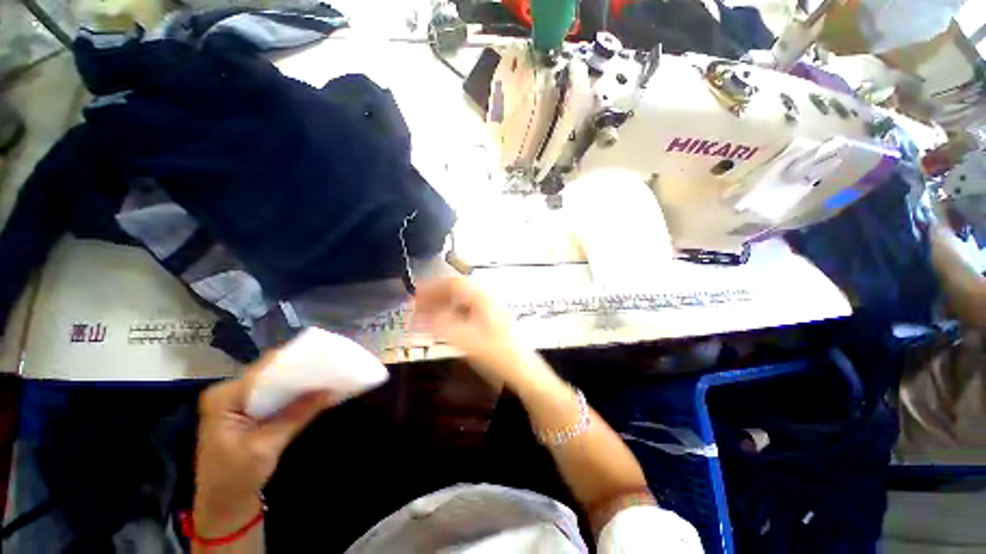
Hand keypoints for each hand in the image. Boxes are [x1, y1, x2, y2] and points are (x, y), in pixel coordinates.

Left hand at [194, 358, 334, 535]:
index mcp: (223, 398)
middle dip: (299, 370)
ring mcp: (236, 400)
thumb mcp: (268, 446)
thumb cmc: (237, 478)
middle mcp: (227, 392)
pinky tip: (311, 391)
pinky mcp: (245, 409)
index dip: (293, 363)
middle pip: (268, 373)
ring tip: (326, 374)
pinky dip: (291, 393)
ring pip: (272, 382)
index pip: (263, 371)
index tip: (323, 359)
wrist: (222, 505)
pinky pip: (272, 393)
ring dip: (298, 381)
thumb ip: (298, 414)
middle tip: (329, 366)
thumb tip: (330, 390)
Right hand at [413, 277, 550, 389]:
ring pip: (460, 301)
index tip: (415, 295)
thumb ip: (443, 324)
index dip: (432, 287)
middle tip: (417, 306)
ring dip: (441, 306)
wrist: (521, 369)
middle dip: (435, 296)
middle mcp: (485, 298)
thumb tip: (424, 315)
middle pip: (456, 291)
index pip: (453, 283)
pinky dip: (450, 315)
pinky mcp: (489, 321)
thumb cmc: (496, 353)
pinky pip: (465, 312)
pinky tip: (442, 325)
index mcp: (481, 297)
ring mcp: (488, 309)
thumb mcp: (466, 339)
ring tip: (425, 316)